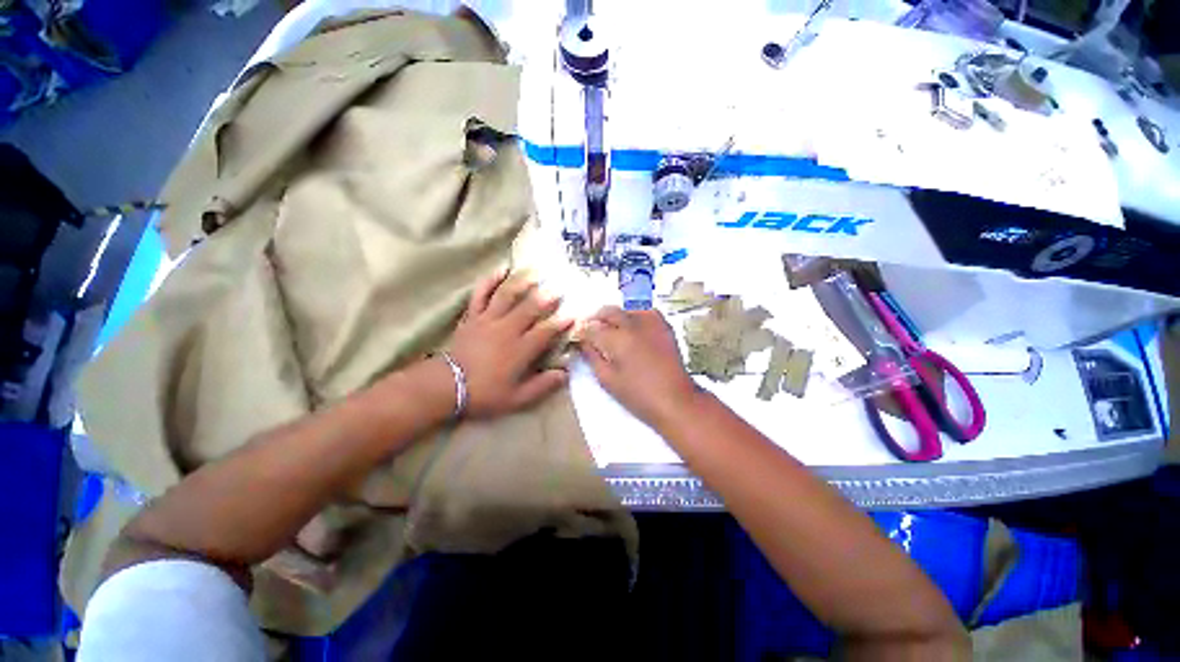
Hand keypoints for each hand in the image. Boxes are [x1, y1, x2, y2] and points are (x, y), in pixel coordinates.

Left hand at [448, 271, 572, 417]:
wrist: (447, 386)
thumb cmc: (485, 393)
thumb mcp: (517, 398)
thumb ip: (542, 385)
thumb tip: (565, 374)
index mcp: (520, 349)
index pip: (545, 331)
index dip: (560, 322)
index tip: (573, 315)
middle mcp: (507, 330)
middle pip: (529, 308)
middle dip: (546, 297)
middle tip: (558, 288)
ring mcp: (488, 320)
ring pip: (507, 295)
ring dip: (522, 282)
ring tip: (535, 273)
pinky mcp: (473, 316)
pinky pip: (481, 294)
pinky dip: (490, 280)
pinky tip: (501, 269)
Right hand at [579, 307, 700, 426]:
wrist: (675, 399)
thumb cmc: (638, 395)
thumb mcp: (607, 379)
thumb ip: (592, 357)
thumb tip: (583, 342)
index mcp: (616, 339)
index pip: (591, 327)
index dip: (581, 330)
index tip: (578, 336)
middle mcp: (633, 324)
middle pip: (608, 311)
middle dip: (596, 318)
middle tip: (591, 330)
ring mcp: (650, 322)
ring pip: (625, 310)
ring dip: (614, 316)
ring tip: (611, 330)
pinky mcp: (664, 325)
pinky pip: (644, 312)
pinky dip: (634, 317)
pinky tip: (632, 329)